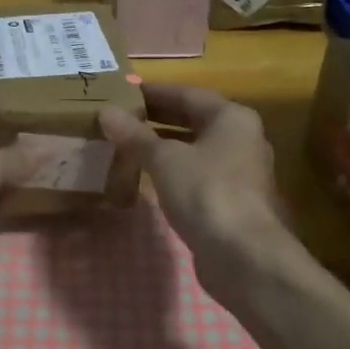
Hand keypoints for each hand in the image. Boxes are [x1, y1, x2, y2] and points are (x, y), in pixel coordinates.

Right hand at [98, 83, 291, 290]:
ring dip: (165, 145)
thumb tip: (106, 112)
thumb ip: (135, 135)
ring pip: (196, 148)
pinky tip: (149, 177)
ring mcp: (241, 171)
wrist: (244, 256)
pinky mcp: (233, 200)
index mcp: (232, 117)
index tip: (124, 92)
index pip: (188, 94)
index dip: (155, 92)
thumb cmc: (206, 192)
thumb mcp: (165, 159)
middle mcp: (242, 138)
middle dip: (158, 118)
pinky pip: (198, 174)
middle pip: (194, 120)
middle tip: (121, 117)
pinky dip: (174, 170)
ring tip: (129, 144)